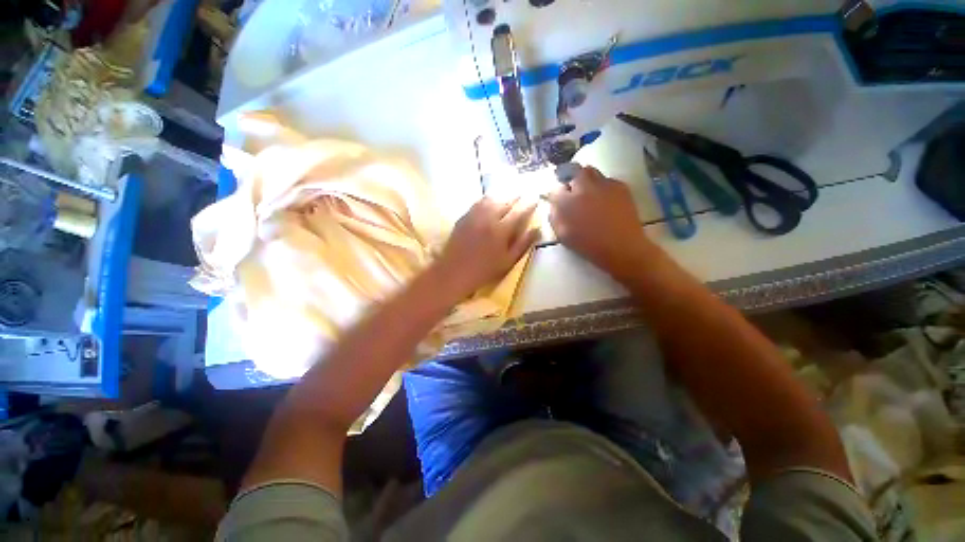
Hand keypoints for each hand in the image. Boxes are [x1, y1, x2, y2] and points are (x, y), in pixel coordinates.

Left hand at [433, 196, 538, 299]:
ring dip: (502, 197)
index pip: (519, 212)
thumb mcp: (508, 261)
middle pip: (505, 202)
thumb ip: (523, 243)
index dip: (529, 204)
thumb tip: (538, 229)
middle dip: (516, 198)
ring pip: (491, 199)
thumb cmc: (484, 271)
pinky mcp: (463, 217)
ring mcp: (473, 216)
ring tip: (508, 199)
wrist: (454, 272)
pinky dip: (488, 200)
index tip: (536, 199)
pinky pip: (478, 203)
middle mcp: (487, 218)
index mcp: (501, 230)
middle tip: (524, 196)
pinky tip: (490, 204)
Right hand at [548, 166, 655, 274]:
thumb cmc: (588, 245)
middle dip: (570, 178)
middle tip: (572, 191)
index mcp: (567, 202)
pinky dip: (601, 186)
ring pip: (590, 171)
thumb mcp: (563, 234)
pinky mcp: (620, 186)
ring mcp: (604, 184)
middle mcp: (584, 187)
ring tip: (588, 193)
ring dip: (585, 179)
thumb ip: (554, 216)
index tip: (557, 199)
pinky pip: (606, 179)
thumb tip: (554, 204)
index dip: (555, 193)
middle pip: (573, 171)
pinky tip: (604, 200)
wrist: (622, 247)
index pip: (555, 189)